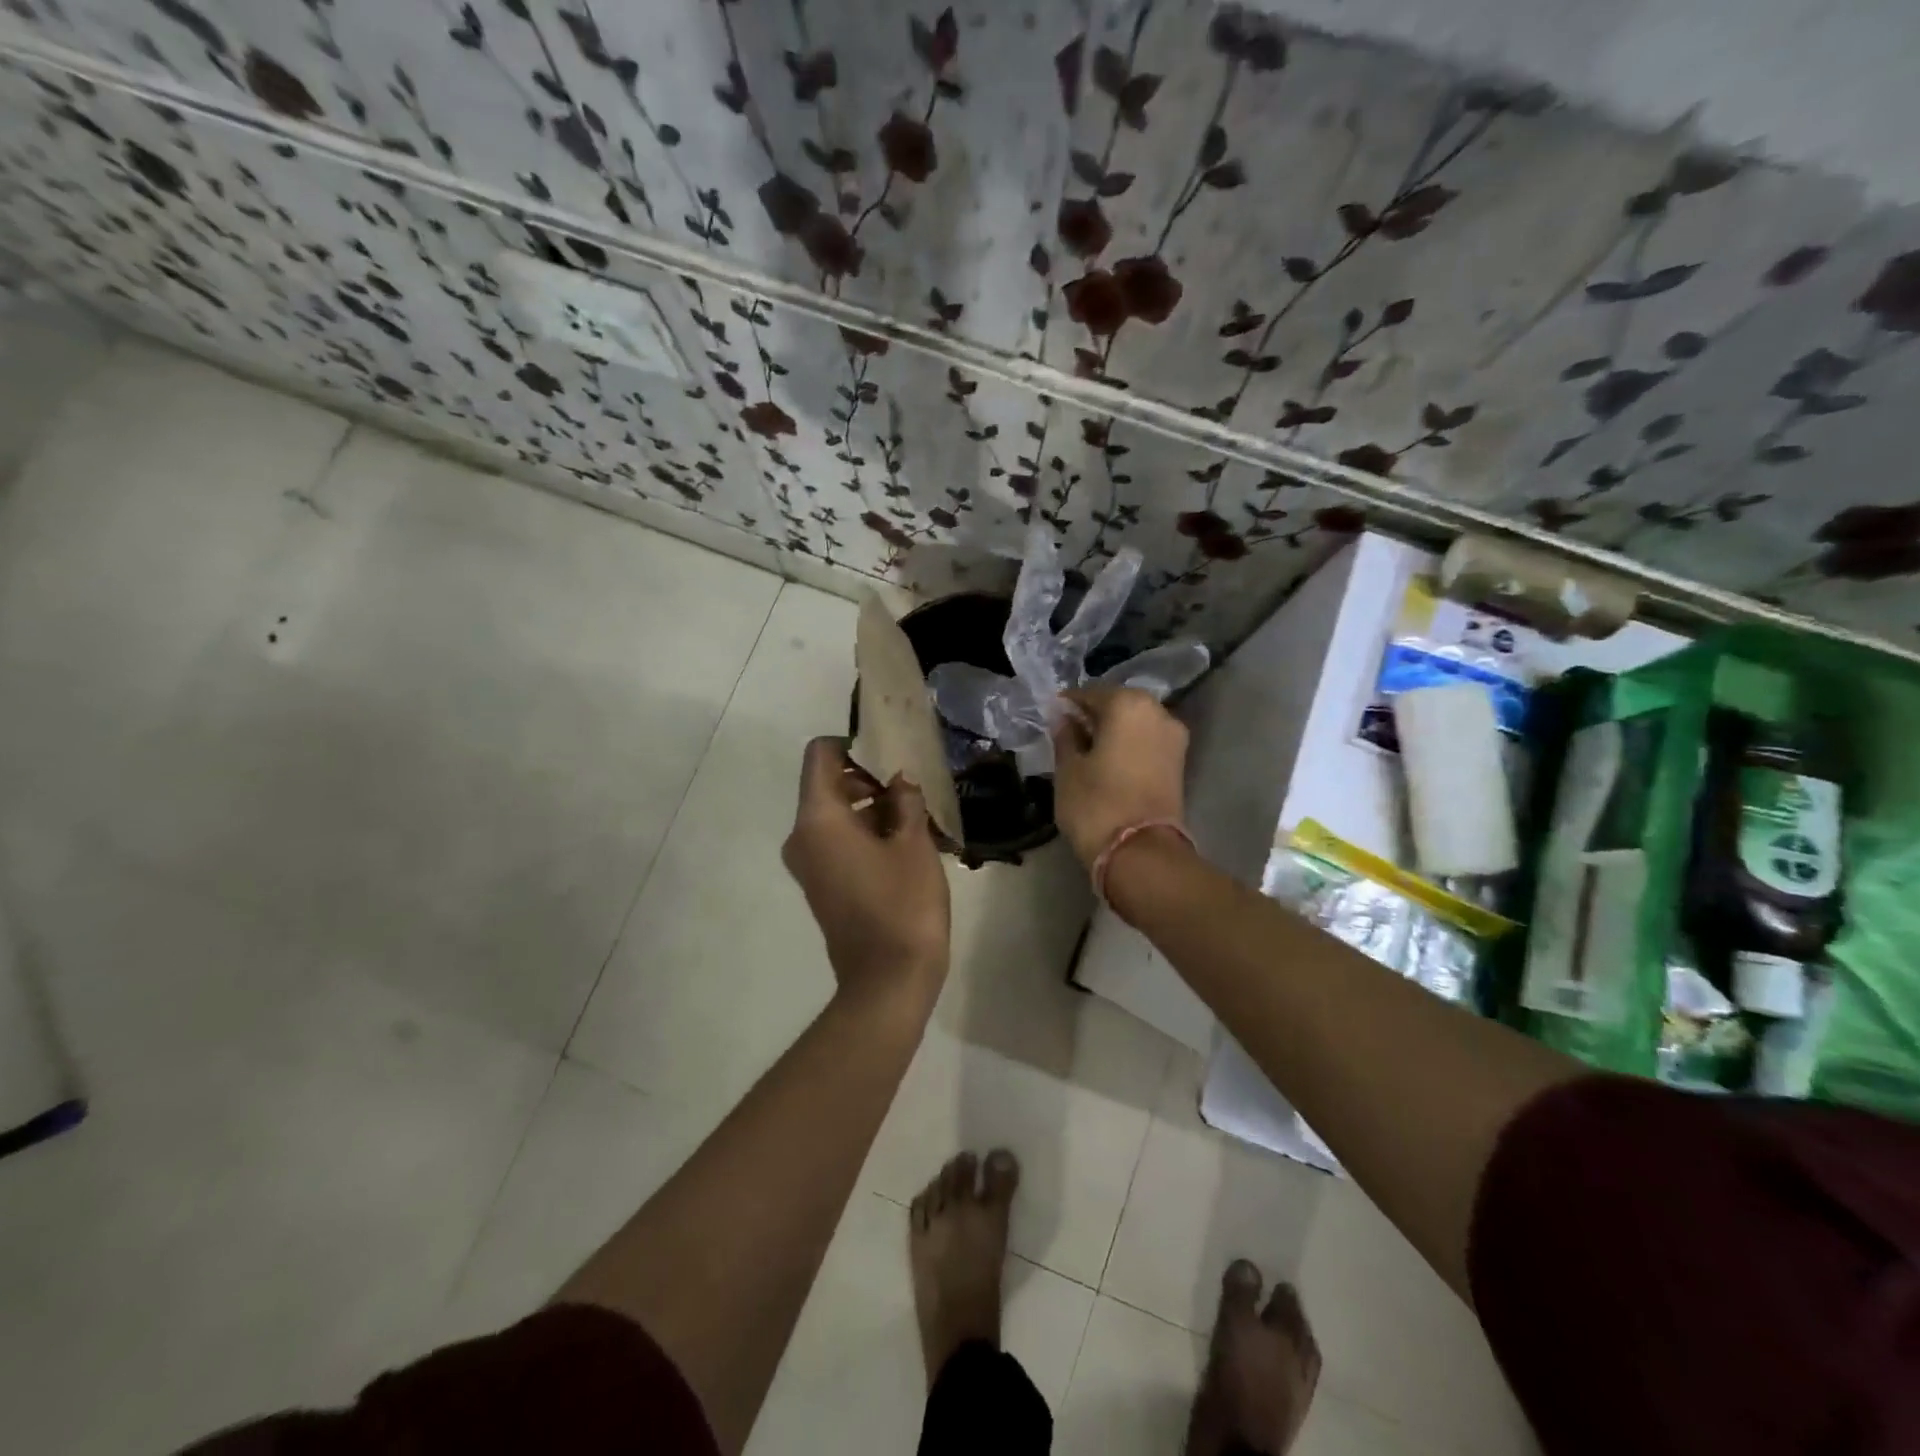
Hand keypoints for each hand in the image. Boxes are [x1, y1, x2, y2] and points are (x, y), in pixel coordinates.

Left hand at [783, 737, 950, 1007]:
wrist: (888, 982)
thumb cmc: (903, 905)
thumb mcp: (914, 844)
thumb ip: (906, 801)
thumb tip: (900, 780)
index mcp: (818, 819)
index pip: (821, 755)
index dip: (854, 744)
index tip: (891, 752)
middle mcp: (802, 836)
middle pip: (828, 784)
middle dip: (869, 778)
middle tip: (913, 787)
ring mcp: (809, 864)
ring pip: (836, 815)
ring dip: (872, 808)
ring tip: (918, 816)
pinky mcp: (821, 885)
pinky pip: (837, 842)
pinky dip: (865, 833)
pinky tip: (906, 842)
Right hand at [1050, 687, 1189, 869]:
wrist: (1141, 853)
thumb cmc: (1095, 804)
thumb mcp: (1068, 768)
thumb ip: (1065, 735)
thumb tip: (1062, 716)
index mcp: (1128, 704)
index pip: (1090, 693)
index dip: (1068, 705)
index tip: (1052, 718)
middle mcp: (1158, 712)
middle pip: (1118, 705)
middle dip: (1094, 716)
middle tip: (1068, 735)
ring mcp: (1174, 738)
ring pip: (1135, 724)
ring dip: (1113, 732)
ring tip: (1088, 752)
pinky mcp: (1180, 763)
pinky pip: (1147, 742)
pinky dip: (1128, 746)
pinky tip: (1108, 763)